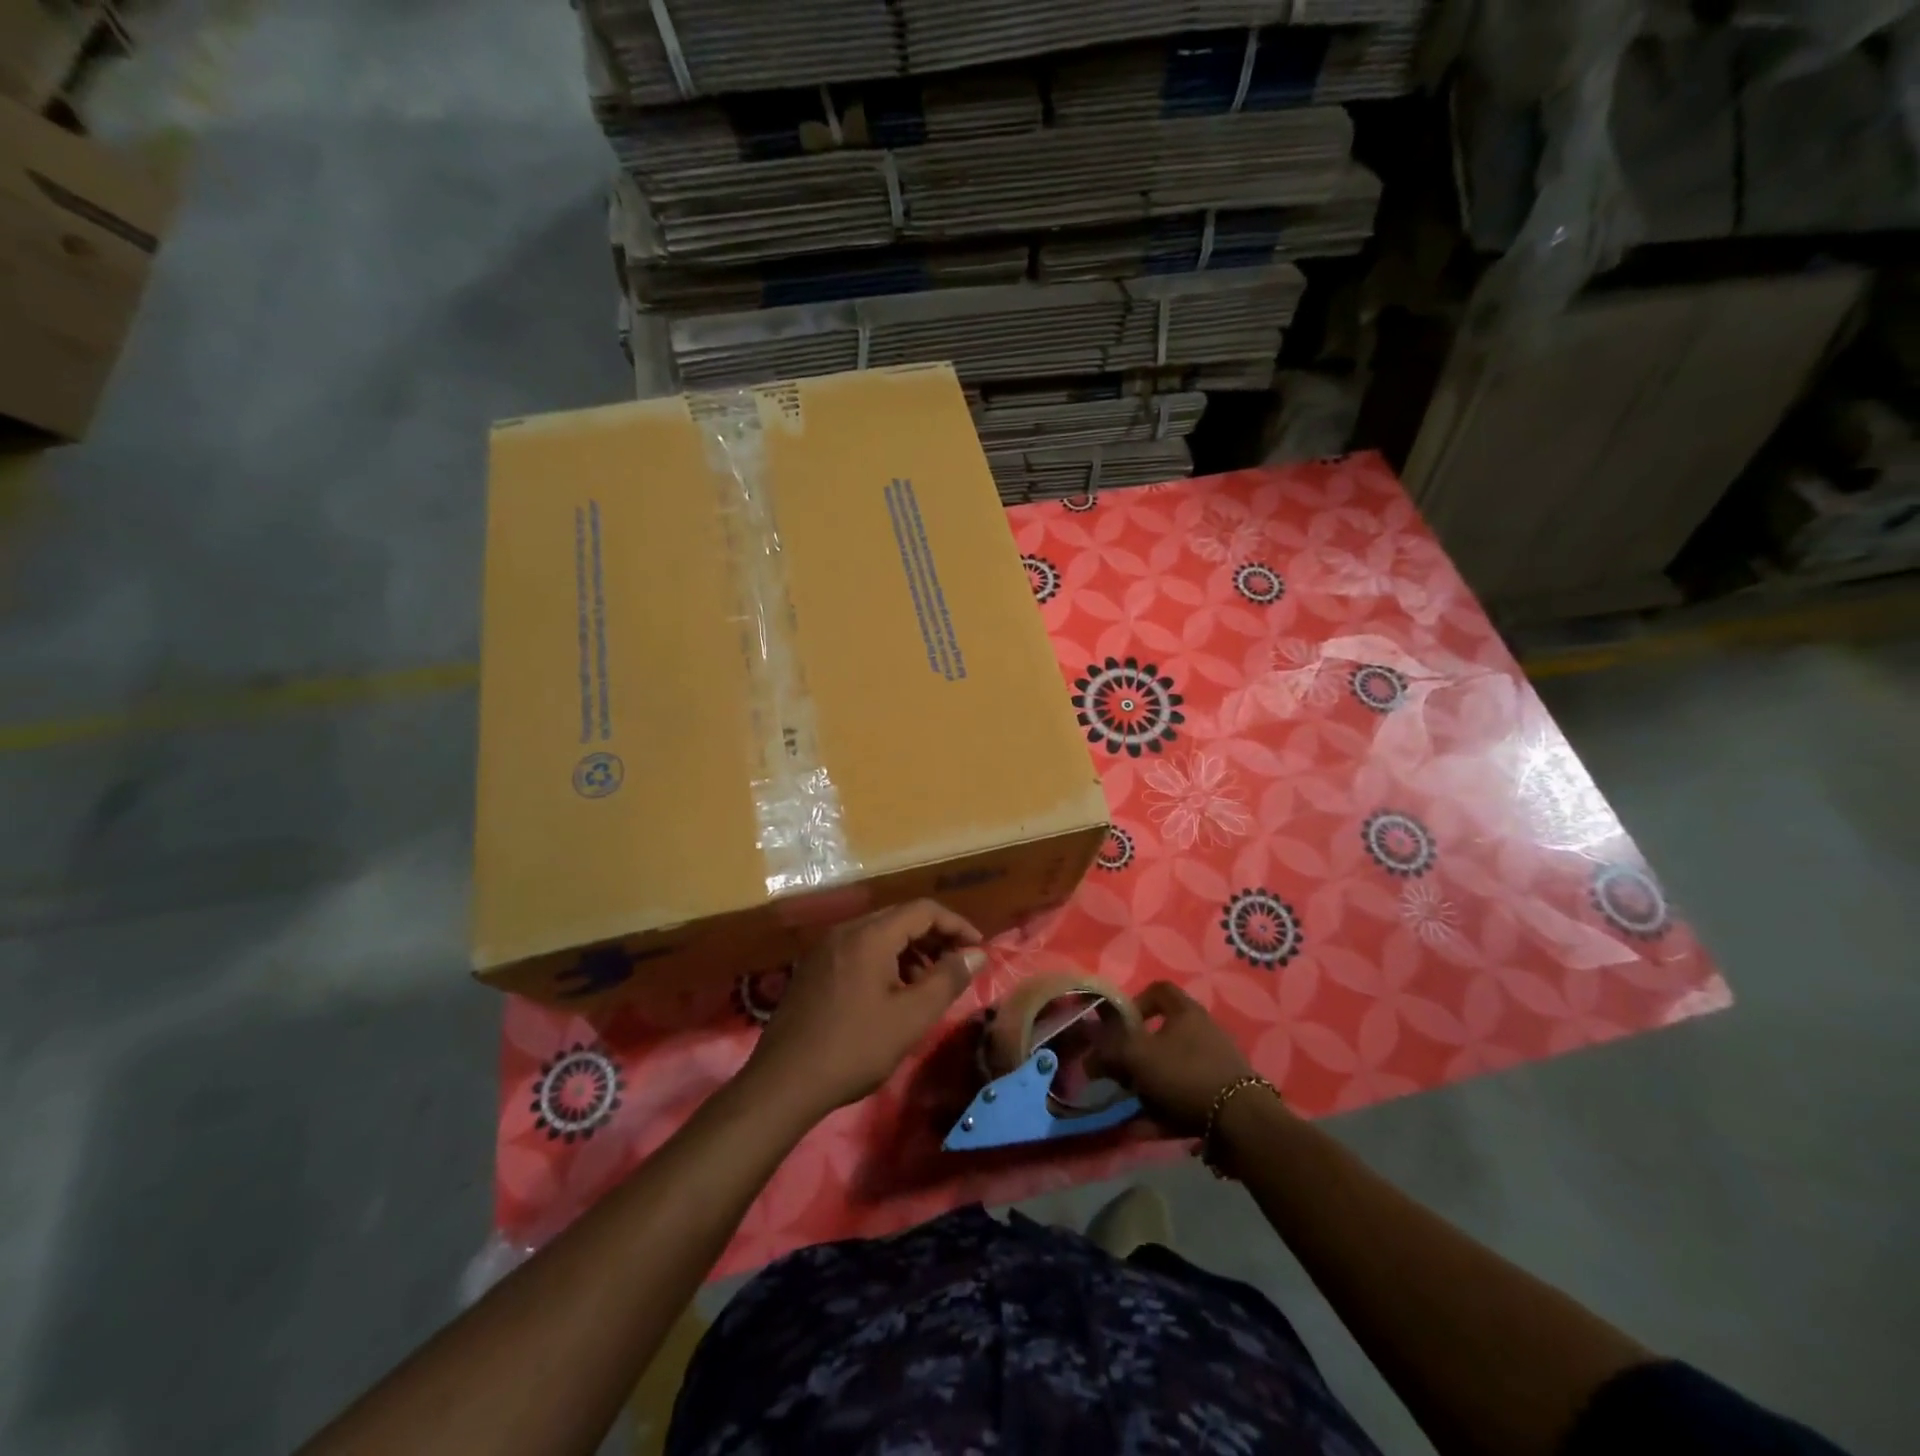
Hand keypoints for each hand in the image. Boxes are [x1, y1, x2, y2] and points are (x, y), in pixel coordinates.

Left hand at [745, 900, 984, 1119]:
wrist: (783, 1082)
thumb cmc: (854, 1048)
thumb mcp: (911, 1018)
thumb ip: (947, 980)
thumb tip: (976, 954)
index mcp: (870, 935)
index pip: (923, 910)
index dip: (956, 925)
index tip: (978, 949)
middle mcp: (845, 931)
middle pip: (900, 917)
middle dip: (934, 937)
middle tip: (958, 965)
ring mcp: (825, 948)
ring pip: (878, 934)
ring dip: (910, 950)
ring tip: (928, 984)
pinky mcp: (813, 968)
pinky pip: (859, 949)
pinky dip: (885, 960)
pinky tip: (892, 993)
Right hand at [1090, 981, 1253, 1136]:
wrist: (1241, 1122)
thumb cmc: (1185, 1073)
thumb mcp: (1137, 1056)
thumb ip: (1108, 1051)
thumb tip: (1088, 1057)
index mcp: (1185, 1012)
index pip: (1158, 990)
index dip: (1135, 1002)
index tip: (1118, 1027)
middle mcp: (1202, 1031)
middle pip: (1161, 1035)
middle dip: (1135, 1055)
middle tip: (1119, 1073)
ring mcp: (1214, 1064)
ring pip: (1170, 1069)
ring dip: (1147, 1086)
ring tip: (1129, 1105)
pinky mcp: (1220, 1095)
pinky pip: (1183, 1097)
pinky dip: (1163, 1110)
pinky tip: (1145, 1128)